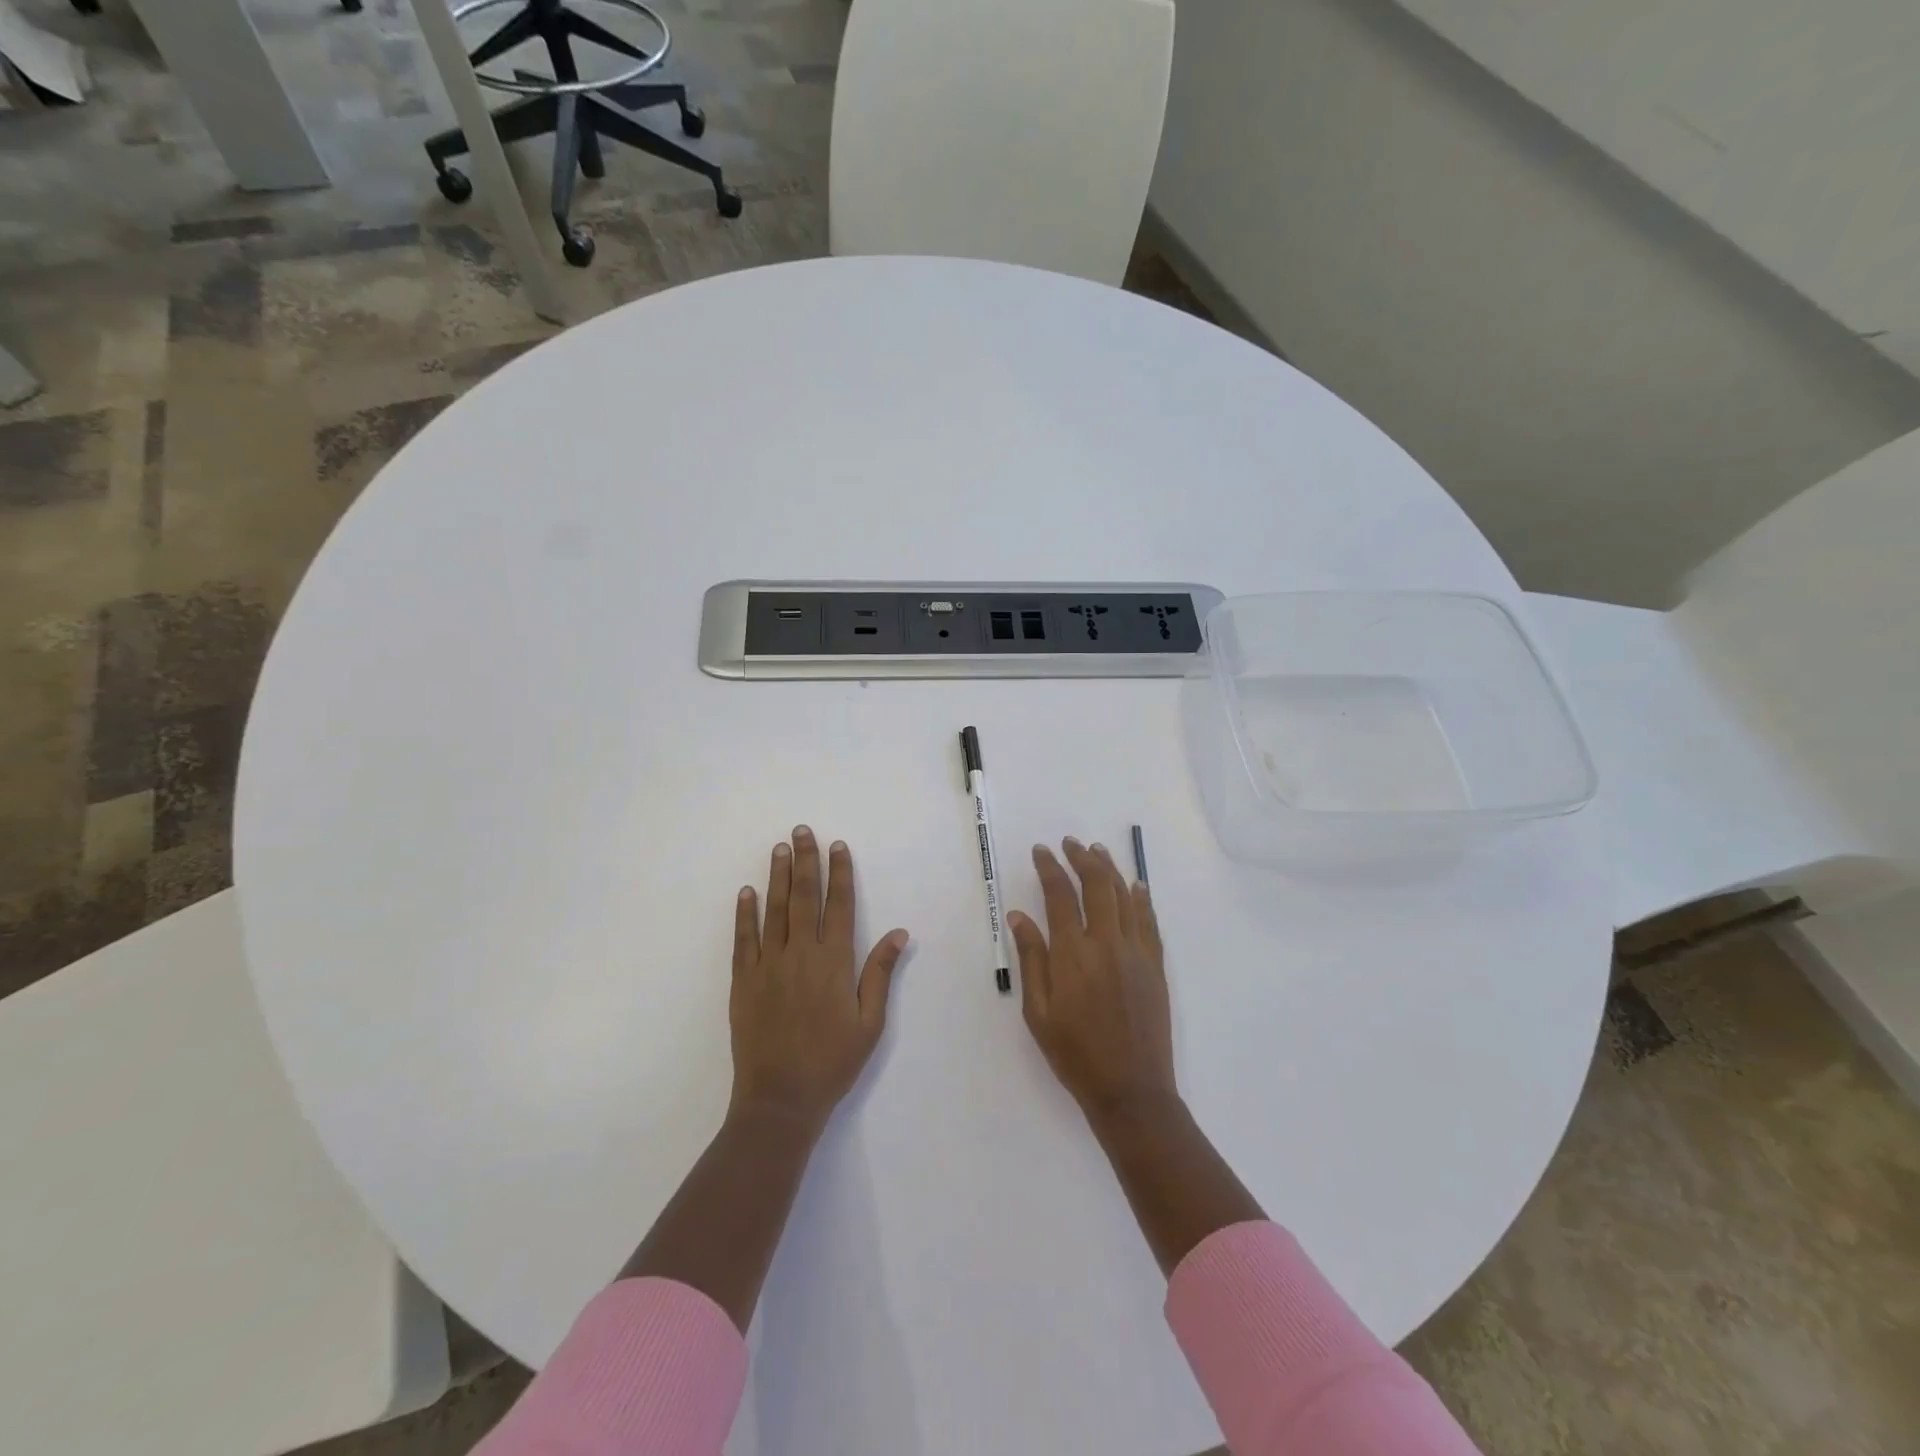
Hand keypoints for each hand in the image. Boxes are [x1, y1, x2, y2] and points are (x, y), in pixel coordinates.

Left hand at [730, 826, 909, 1134]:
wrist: (779, 1099)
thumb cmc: (832, 1062)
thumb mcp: (870, 1022)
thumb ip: (880, 974)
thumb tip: (899, 933)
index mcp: (834, 962)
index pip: (839, 905)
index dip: (840, 873)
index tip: (838, 846)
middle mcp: (801, 954)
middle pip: (804, 897)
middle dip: (805, 861)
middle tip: (802, 831)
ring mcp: (768, 965)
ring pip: (775, 910)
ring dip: (778, 876)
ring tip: (779, 848)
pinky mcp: (744, 981)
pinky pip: (744, 938)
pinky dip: (745, 913)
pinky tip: (747, 892)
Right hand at [1007, 838, 1175, 1122]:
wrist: (1131, 1090)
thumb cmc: (1075, 1054)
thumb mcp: (1038, 1011)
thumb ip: (1031, 958)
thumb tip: (1018, 916)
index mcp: (1073, 954)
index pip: (1059, 896)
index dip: (1050, 868)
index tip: (1041, 851)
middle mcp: (1107, 943)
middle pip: (1096, 885)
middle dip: (1081, 858)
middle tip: (1069, 844)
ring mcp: (1136, 952)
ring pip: (1124, 896)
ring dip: (1110, 869)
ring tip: (1097, 851)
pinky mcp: (1156, 965)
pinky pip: (1149, 920)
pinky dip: (1141, 897)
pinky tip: (1136, 884)